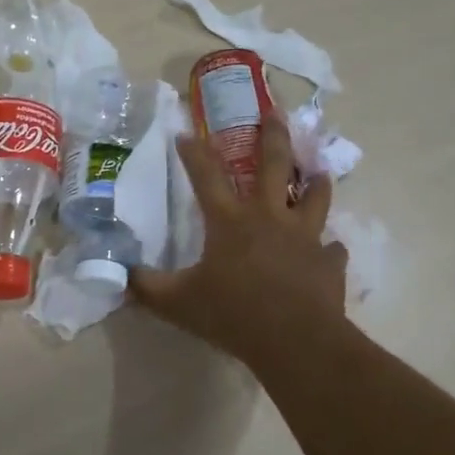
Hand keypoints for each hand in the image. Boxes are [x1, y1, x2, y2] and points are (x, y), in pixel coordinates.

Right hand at [131, 114, 348, 365]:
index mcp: (230, 221)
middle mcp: (268, 218)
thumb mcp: (178, 303)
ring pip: (313, 197)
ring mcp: (304, 238)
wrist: (297, 342)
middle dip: (272, 136)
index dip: (193, 153)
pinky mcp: (329, 263)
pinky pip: (332, 249)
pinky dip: (329, 248)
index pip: (206, 176)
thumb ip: (148, 287)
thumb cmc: (234, 315)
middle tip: (275, 112)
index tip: (185, 132)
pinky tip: (329, 249)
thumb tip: (121, 275)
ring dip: (315, 181)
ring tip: (318, 170)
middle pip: (273, 166)